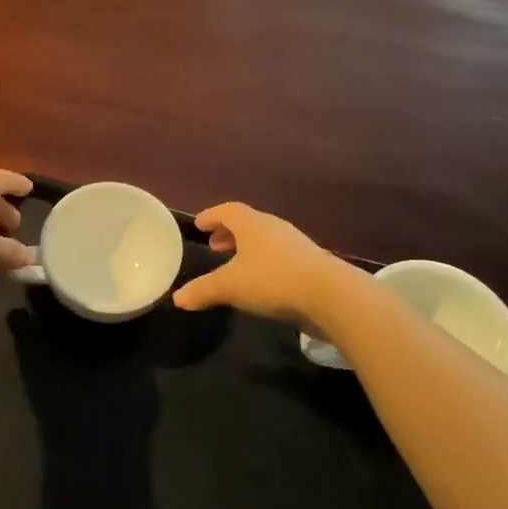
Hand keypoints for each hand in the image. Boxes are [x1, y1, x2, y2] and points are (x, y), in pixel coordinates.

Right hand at [172, 202, 346, 324]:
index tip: (199, 224)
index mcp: (251, 224)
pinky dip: (264, 261)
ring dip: (247, 248)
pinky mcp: (310, 262)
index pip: (227, 211)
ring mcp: (295, 243)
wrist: (329, 295)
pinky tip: (261, 280)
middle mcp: (273, 227)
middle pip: (247, 223)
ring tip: (235, 264)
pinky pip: (279, 254)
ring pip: (264, 239)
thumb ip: (203, 290)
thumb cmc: (272, 280)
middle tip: (214, 245)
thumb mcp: (230, 286)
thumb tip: (177, 298)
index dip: (211, 216)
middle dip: (229, 233)